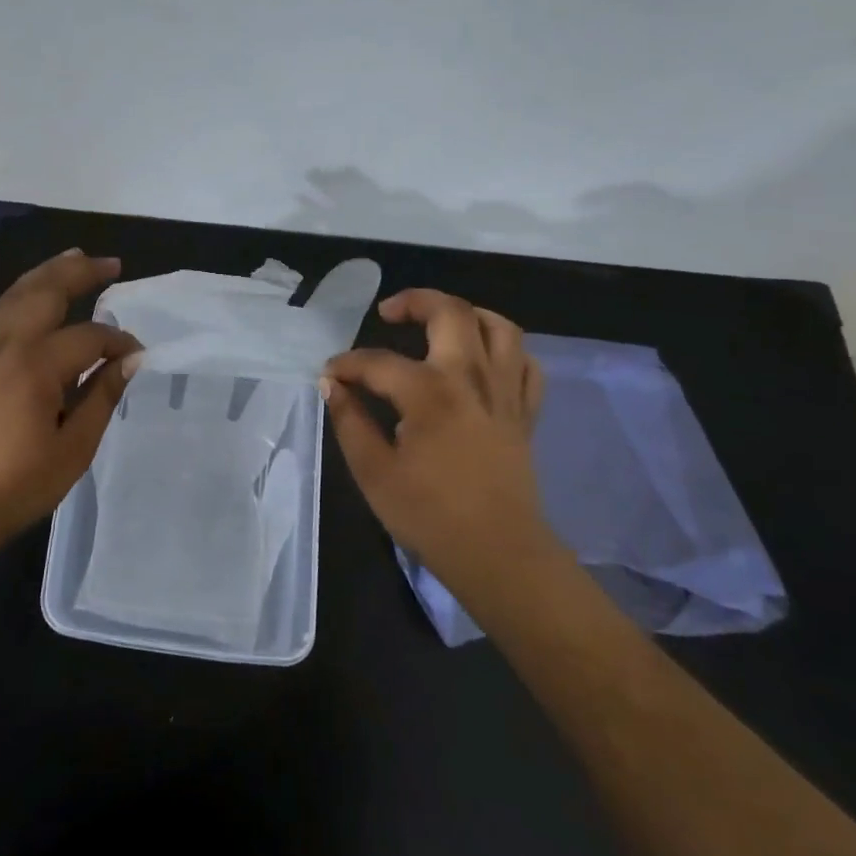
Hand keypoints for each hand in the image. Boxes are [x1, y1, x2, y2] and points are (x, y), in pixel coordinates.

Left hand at [0, 249, 141, 543]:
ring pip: (18, 294)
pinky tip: (41, 294)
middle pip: (45, 292)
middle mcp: (7, 348)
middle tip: (111, 263)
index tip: (139, 357)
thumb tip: (129, 362)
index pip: (88, 337)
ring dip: (49, 272)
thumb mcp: (72, 450)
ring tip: (76, 257)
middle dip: (80, 272)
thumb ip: (101, 398)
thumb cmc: (15, 487)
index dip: (118, 342)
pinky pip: (4, 311)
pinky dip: (27, 292)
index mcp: (34, 369)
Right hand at [323, 289, 549, 576]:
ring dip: (466, 313)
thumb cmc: (429, 516)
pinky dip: (505, 349)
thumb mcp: (373, 472)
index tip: (330, 375)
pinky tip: (483, 357)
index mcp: (429, 393)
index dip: (347, 364)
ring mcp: (505, 392)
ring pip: (499, 326)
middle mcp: (471, 378)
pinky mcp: (525, 412)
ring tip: (439, 322)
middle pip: (451, 312)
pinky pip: (525, 363)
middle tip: (388, 313)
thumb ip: (350, 421)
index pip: (378, 362)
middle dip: (414, 301)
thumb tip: (332, 385)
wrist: (498, 554)